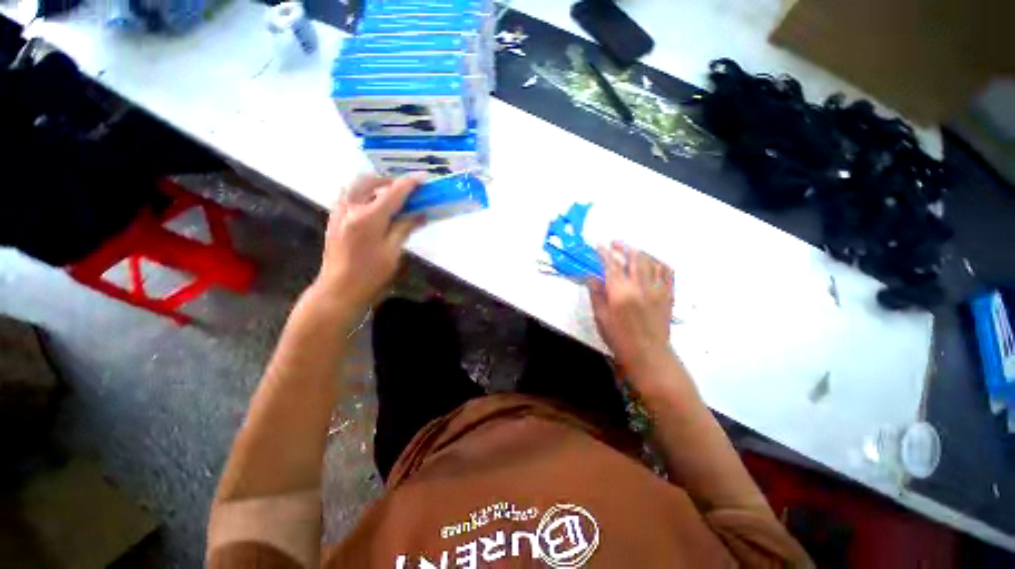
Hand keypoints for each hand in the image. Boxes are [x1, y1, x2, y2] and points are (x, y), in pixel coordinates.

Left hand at [315, 175, 423, 311]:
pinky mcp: (333, 219)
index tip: (422, 179)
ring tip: (390, 194)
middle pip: (371, 182)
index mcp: (369, 218)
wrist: (339, 290)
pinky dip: (362, 192)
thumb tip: (421, 214)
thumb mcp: (393, 252)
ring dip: (375, 184)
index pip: (393, 193)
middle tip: (406, 189)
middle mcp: (352, 208)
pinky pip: (347, 195)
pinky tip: (372, 204)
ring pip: (356, 185)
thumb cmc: (370, 275)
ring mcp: (339, 212)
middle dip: (390, 181)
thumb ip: (405, 228)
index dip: (409, 184)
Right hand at [589, 241, 675, 381]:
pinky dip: (659, 263)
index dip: (604, 252)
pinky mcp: (668, 295)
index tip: (598, 244)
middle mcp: (641, 286)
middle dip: (623, 246)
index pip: (611, 264)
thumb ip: (596, 294)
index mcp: (621, 292)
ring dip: (641, 252)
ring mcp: (658, 289)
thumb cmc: (620, 339)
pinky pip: (667, 272)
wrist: (649, 355)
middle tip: (614, 244)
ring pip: (652, 261)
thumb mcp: (601, 317)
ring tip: (632, 251)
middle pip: (635, 257)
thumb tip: (591, 276)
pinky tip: (653, 263)